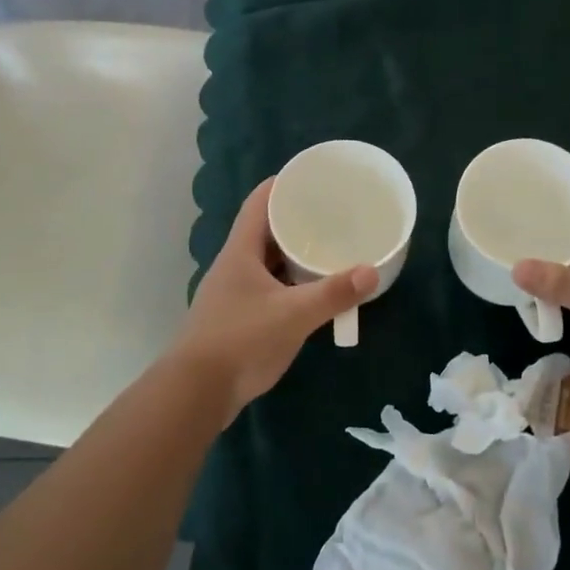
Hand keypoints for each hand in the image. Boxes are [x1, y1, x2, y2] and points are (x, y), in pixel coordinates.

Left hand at [172, 179, 376, 418]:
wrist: (198, 392)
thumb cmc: (241, 340)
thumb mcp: (293, 314)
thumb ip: (333, 293)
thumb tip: (371, 271)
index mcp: (240, 251)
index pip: (259, 202)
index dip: (284, 185)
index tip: (313, 177)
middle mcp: (235, 266)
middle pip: (267, 231)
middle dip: (298, 221)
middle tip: (334, 214)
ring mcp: (236, 293)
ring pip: (270, 262)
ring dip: (296, 255)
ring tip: (331, 248)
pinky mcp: (240, 318)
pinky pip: (271, 288)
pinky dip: (293, 283)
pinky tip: (314, 291)